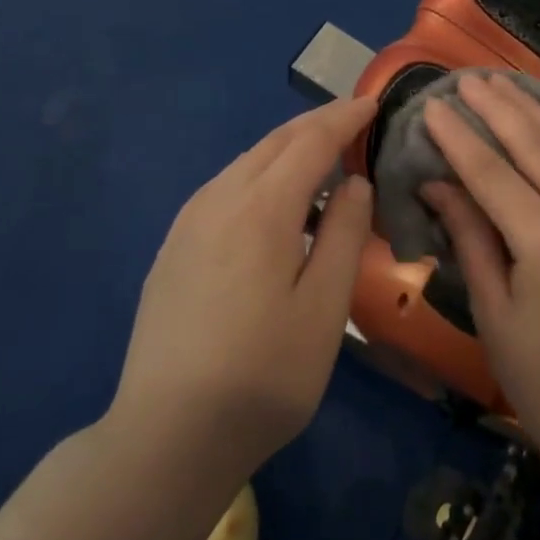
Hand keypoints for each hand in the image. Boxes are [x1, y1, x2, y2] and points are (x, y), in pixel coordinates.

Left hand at [112, 95, 377, 481]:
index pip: (311, 141)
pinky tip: (273, 202)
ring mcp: (189, 221)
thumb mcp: (324, 308)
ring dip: (287, 148)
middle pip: (275, 142)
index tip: (373, 103)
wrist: (165, 436)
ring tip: (321, 156)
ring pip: (247, 162)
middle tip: (354, 120)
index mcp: (262, 208)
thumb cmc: (263, 374)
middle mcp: (220, 198)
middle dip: (317, 124)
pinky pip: (226, 187)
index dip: (345, 118)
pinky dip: (261, 174)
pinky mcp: (173, 246)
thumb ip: (344, 233)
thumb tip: (353, 182)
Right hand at [421, 73, 539, 471]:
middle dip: (500, 108)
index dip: (459, 137)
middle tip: (467, 78)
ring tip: (502, 83)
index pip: (493, 174)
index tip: (433, 105)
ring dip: (534, 113)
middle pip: (538, 147)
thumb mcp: (492, 313)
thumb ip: (470, 236)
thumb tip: (437, 181)